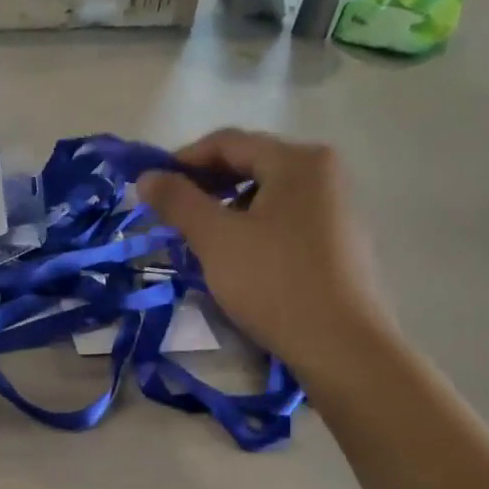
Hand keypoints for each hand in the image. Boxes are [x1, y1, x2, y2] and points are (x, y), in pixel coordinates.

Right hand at [139, 130, 395, 394]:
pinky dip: (252, 227)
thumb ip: (177, 201)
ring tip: (198, 239)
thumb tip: (146, 177)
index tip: (151, 187)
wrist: (342, 347)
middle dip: (204, 186)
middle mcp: (324, 172)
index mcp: (298, 160)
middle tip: (170, 214)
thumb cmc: (274, 282)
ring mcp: (337, 207)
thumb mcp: (215, 238)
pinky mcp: (339, 240)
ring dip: (225, 208)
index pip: (227, 142)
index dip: (182, 160)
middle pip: (250, 164)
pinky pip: (285, 218)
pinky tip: (235, 257)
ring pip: (266, 194)